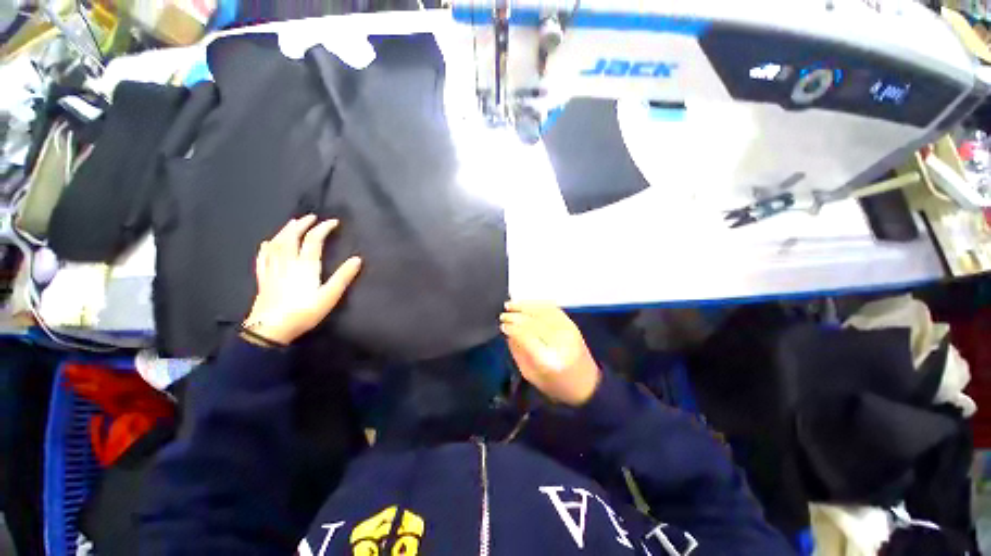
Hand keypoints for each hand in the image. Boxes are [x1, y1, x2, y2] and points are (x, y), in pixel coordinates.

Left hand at [243, 215, 361, 345]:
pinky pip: (263, 258)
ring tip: (292, 223)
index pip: (314, 240)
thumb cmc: (304, 312)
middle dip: (301, 224)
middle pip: (292, 237)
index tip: (333, 222)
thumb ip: (343, 277)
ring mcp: (273, 269)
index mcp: (305, 265)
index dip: (323, 228)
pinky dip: (266, 248)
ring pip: (277, 244)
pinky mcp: (264, 279)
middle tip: (310, 217)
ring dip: (285, 231)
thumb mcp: (329, 296)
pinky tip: (267, 244)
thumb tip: (357, 259)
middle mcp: (288, 262)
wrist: (271, 329)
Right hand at [500, 302, 600, 405]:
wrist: (587, 384)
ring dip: (525, 306)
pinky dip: (538, 304)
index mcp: (548, 360)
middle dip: (516, 316)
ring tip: (511, 305)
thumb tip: (508, 332)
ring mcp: (568, 331)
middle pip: (534, 322)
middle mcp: (560, 342)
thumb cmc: (555, 385)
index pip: (527, 336)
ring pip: (543, 311)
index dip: (513, 328)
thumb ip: (518, 352)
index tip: (502, 325)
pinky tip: (527, 304)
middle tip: (503, 315)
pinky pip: (553, 309)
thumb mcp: (531, 375)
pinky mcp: (573, 325)